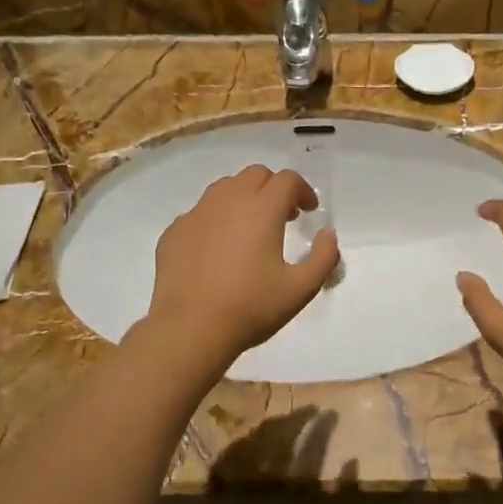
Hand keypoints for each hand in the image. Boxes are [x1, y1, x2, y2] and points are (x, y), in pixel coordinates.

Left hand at [145, 166, 339, 367]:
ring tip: (251, 228)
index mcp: (261, 209)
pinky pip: (200, 212)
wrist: (189, 328)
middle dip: (274, 188)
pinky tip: (219, 248)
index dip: (303, 190)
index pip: (287, 179)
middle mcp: (227, 201)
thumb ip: (323, 258)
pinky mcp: (174, 231)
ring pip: (225, 188)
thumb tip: (328, 235)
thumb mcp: (301, 289)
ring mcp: (196, 214)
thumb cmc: (250, 307)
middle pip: (255, 175)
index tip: (309, 211)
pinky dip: (217, 219)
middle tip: (284, 216)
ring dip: (244, 198)